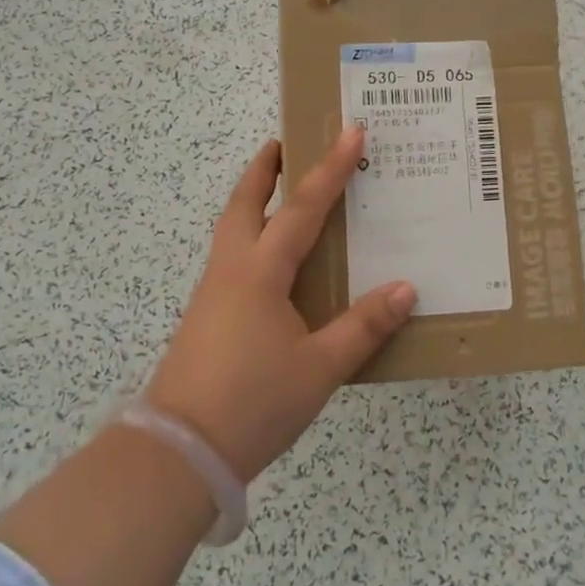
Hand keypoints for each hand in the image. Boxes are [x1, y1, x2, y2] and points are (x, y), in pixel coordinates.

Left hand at [143, 126, 415, 481]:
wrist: (179, 453)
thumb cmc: (253, 402)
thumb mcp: (319, 367)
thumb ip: (363, 326)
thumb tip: (405, 288)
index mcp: (261, 272)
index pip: (303, 207)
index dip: (330, 168)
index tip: (351, 132)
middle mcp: (233, 269)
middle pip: (246, 202)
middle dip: (265, 168)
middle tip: (287, 143)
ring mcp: (214, 292)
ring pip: (234, 228)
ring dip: (255, 199)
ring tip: (282, 190)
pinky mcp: (207, 315)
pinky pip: (233, 257)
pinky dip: (253, 235)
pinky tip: (273, 260)